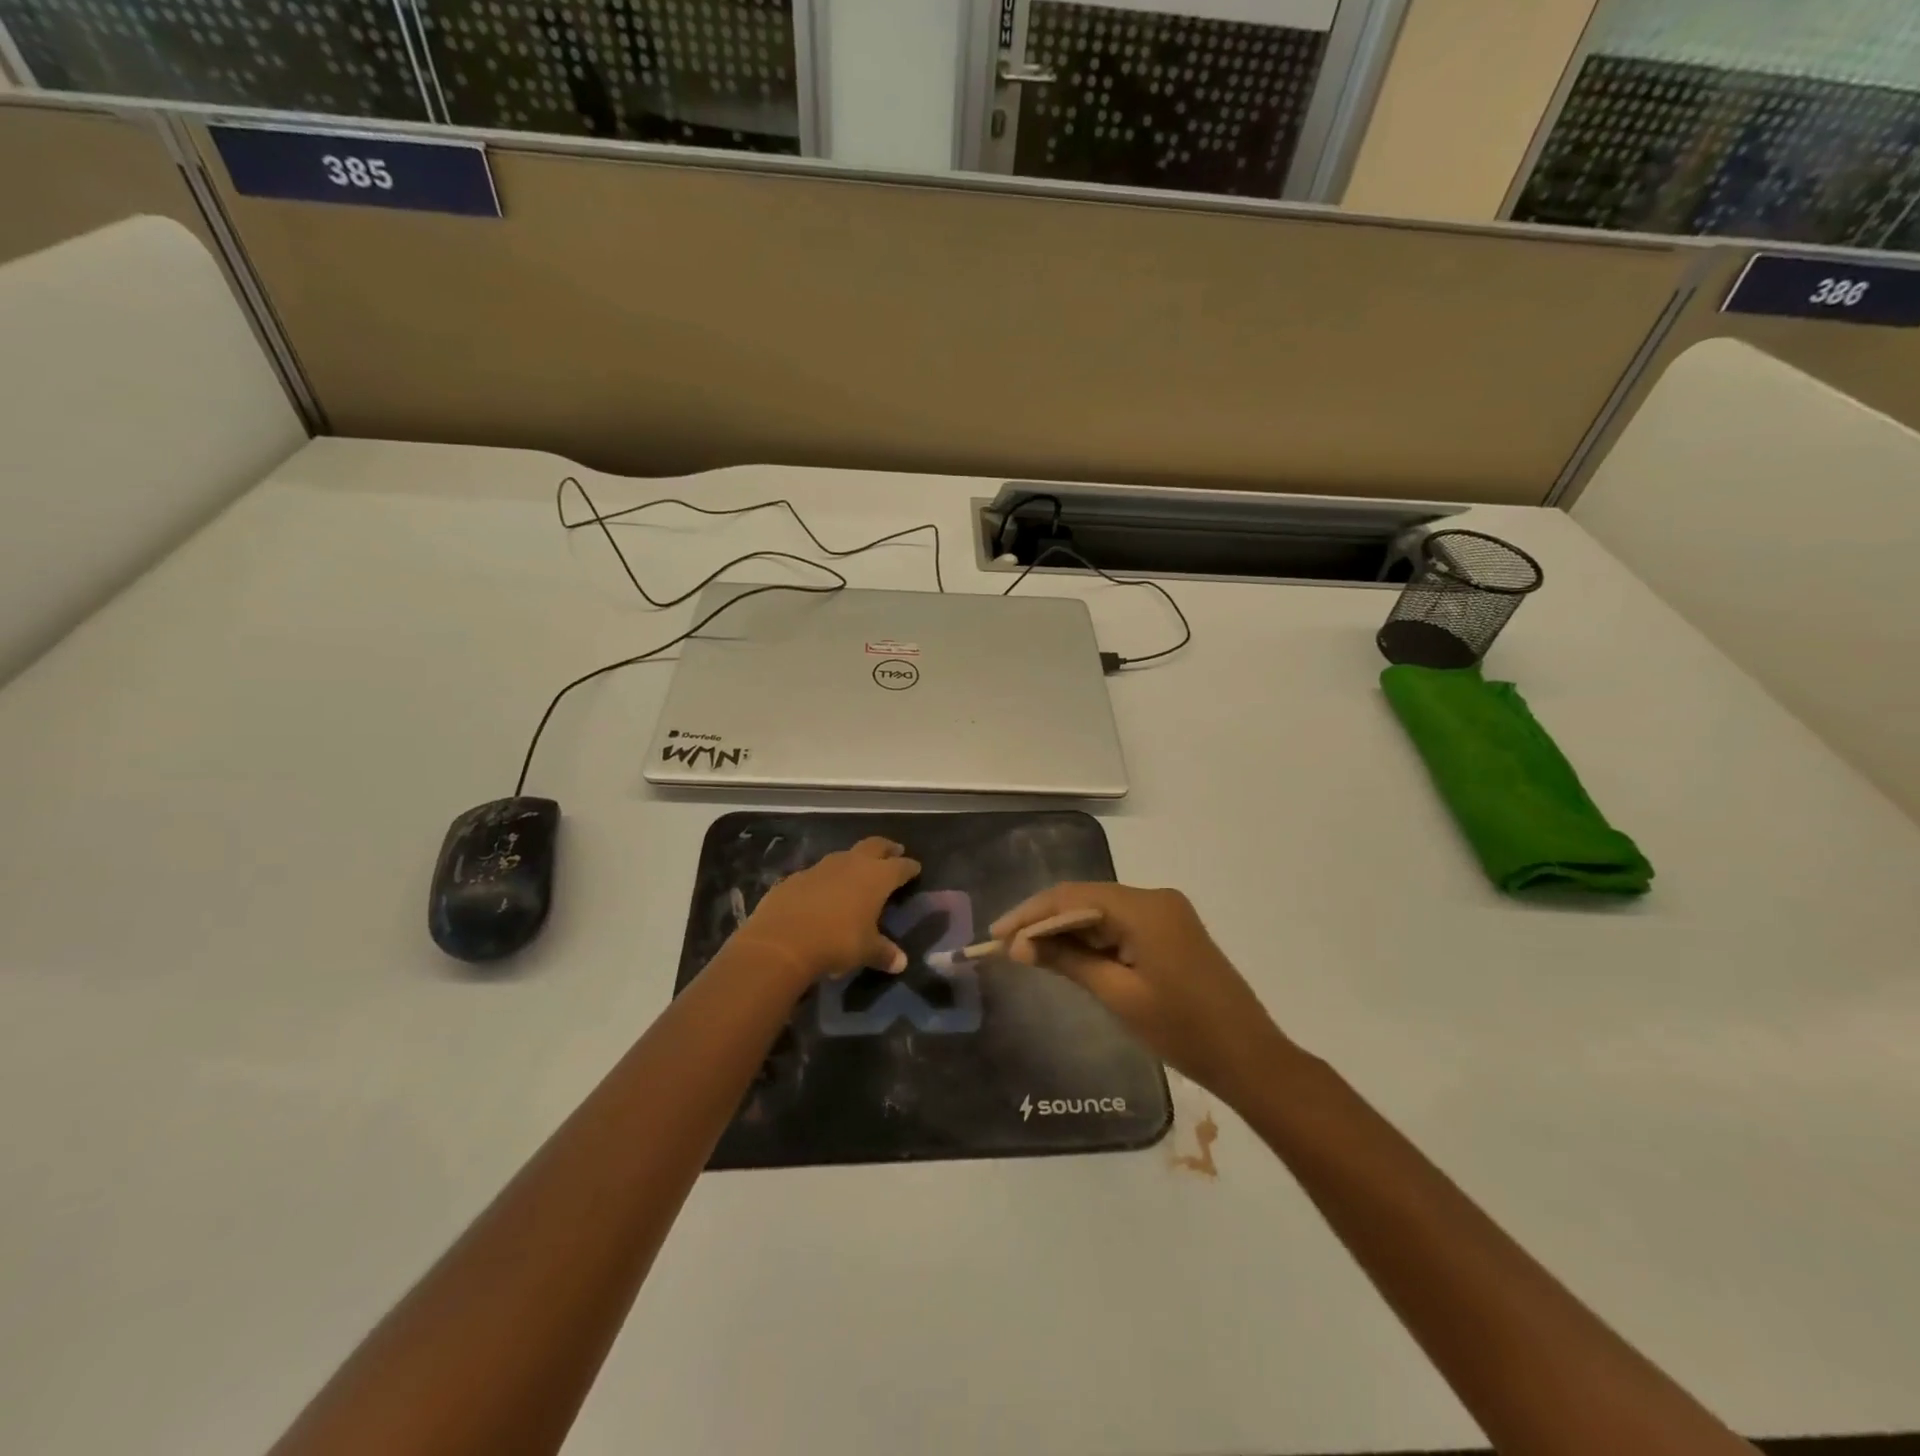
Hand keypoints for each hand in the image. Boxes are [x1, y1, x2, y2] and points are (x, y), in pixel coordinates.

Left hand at [732, 838, 921, 986]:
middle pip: (874, 846)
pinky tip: (823, 892)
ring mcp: (821, 867)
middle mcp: (851, 864)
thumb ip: (884, 953)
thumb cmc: (836, 942)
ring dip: (854, 860)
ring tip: (858, 871)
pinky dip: (825, 879)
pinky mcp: (795, 877)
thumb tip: (900, 963)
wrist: (782, 940)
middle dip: (887, 848)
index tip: (916, 868)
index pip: (900, 866)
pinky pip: (817, 873)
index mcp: (876, 877)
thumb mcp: (866, 951)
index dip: (909, 867)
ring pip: (844, 855)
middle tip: (895, 851)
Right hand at [993, 883, 1286, 1104]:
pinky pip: (1120, 924)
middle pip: (1086, 899)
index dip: (1030, 914)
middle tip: (1005, 946)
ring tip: (1027, 952)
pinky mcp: (1170, 931)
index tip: (996, 936)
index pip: (1073, 897)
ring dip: (1065, 930)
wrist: (1250, 1058)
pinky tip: (1066, 954)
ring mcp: (1166, 913)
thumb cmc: (1184, 1031)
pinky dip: (1092, 938)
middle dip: (1044, 921)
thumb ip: (1068, 961)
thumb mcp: (1119, 996)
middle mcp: (1155, 898)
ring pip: (1101, 911)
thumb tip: (1020, 945)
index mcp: (1145, 908)